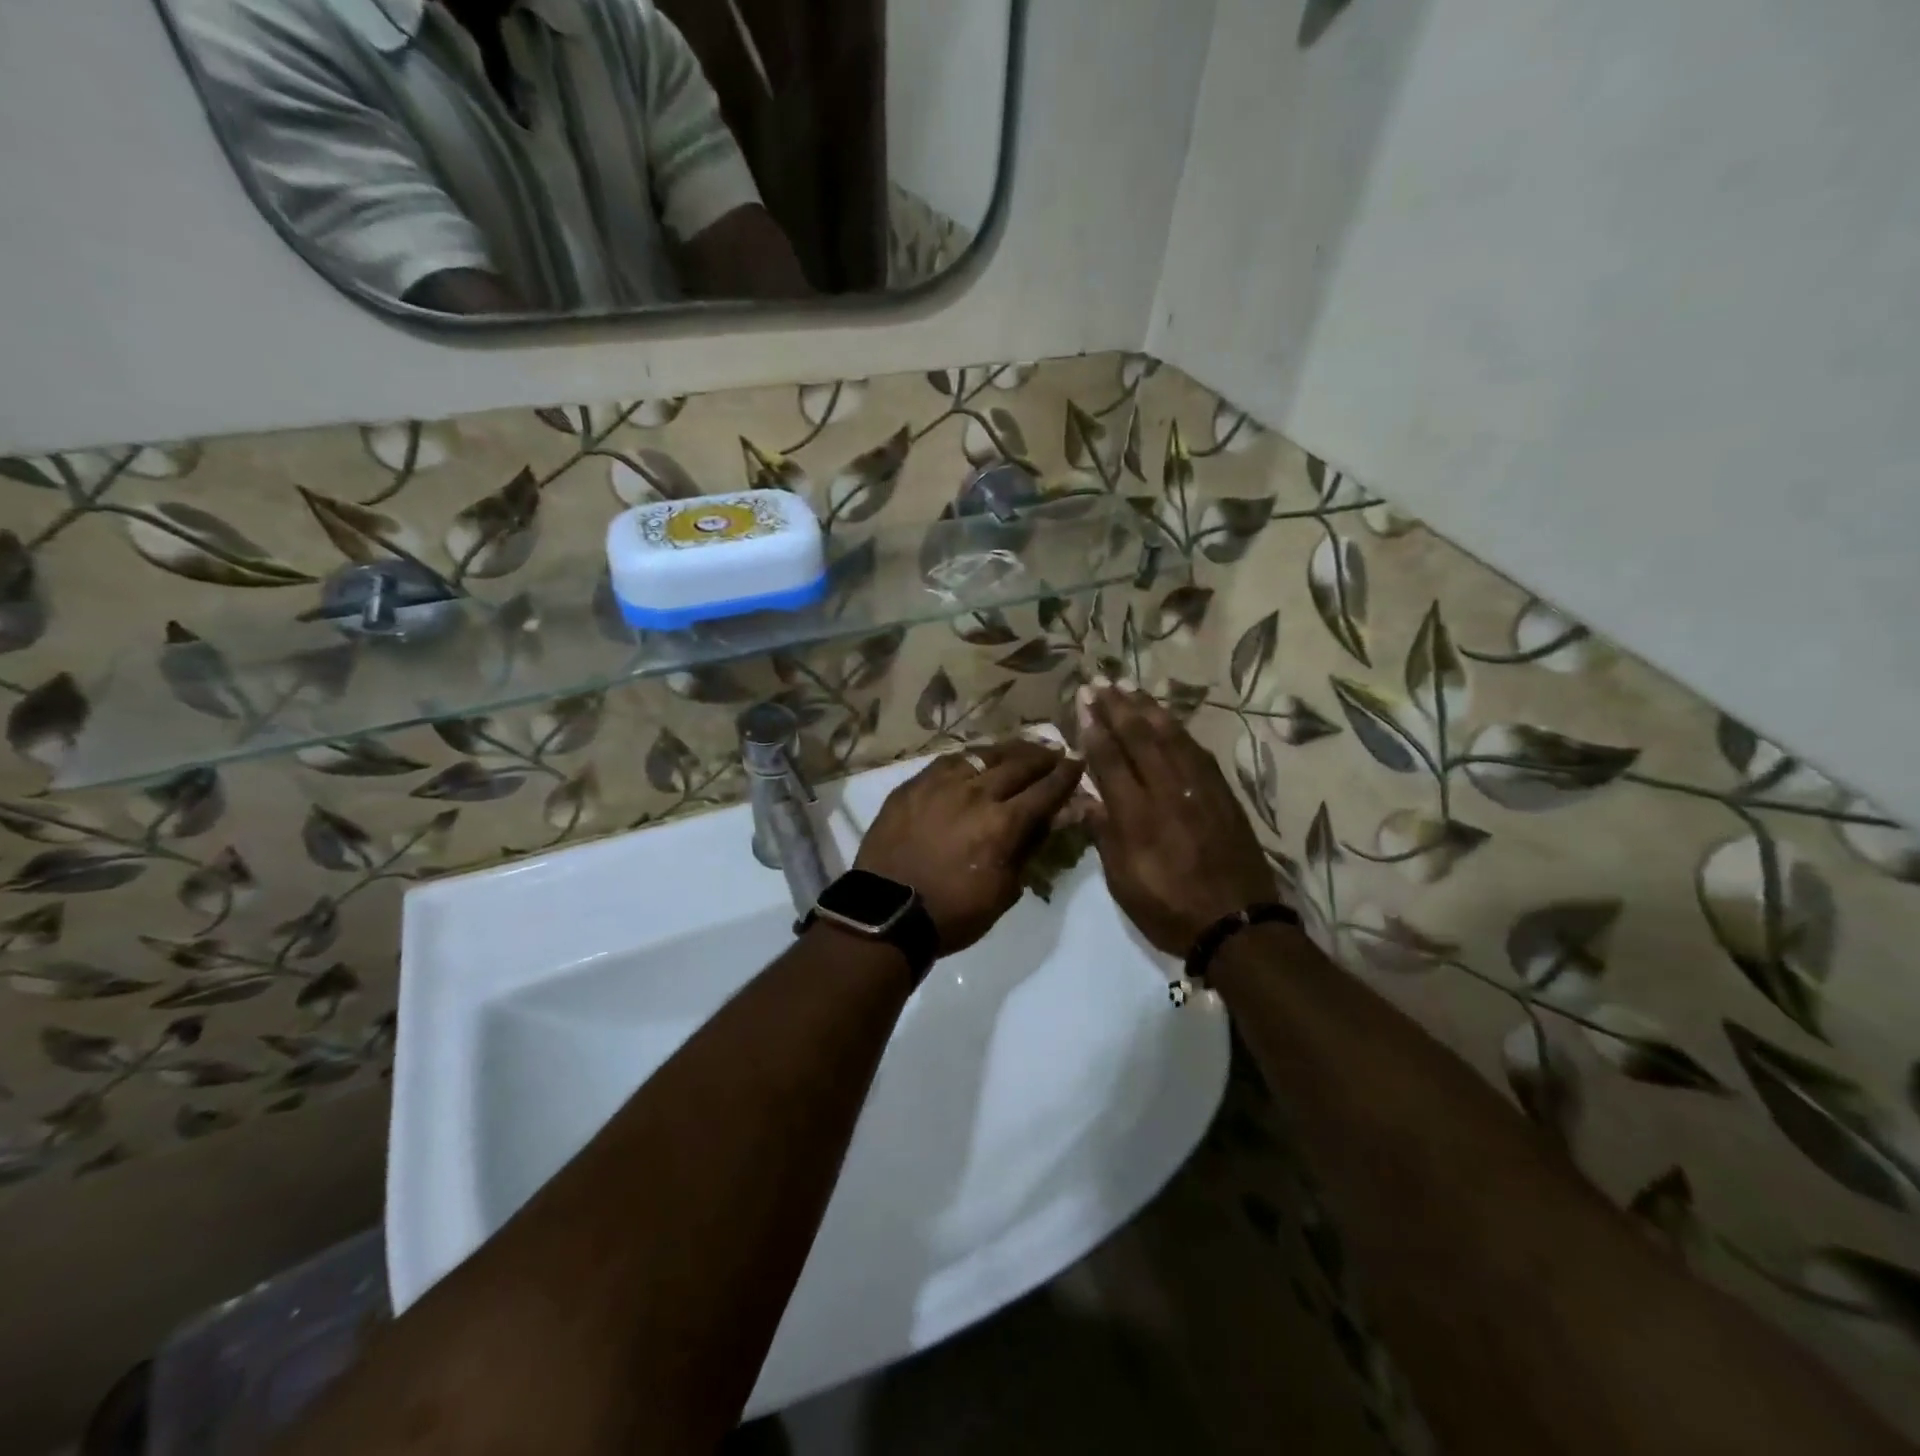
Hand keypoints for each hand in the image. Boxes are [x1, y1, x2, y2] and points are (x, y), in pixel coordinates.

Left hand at [855, 739, 1083, 954]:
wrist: (887, 912)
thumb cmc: (953, 912)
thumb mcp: (1004, 891)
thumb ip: (1028, 849)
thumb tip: (1051, 820)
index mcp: (1003, 824)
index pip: (1045, 791)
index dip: (1066, 775)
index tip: (1078, 762)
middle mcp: (976, 794)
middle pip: (1018, 765)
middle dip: (1042, 757)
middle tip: (1054, 751)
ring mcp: (940, 785)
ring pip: (983, 756)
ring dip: (1008, 751)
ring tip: (1021, 748)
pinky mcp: (913, 785)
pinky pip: (948, 761)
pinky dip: (970, 758)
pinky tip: (976, 758)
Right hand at [1077, 685, 1278, 955]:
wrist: (1238, 924)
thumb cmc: (1169, 909)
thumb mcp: (1123, 882)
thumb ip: (1104, 835)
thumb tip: (1084, 798)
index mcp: (1138, 817)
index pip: (1111, 761)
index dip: (1095, 729)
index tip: (1083, 703)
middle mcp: (1168, 793)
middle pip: (1140, 739)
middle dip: (1117, 707)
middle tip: (1099, 682)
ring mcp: (1200, 790)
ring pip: (1171, 737)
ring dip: (1148, 709)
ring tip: (1130, 687)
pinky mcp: (1223, 794)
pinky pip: (1197, 751)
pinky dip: (1179, 729)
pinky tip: (1169, 719)